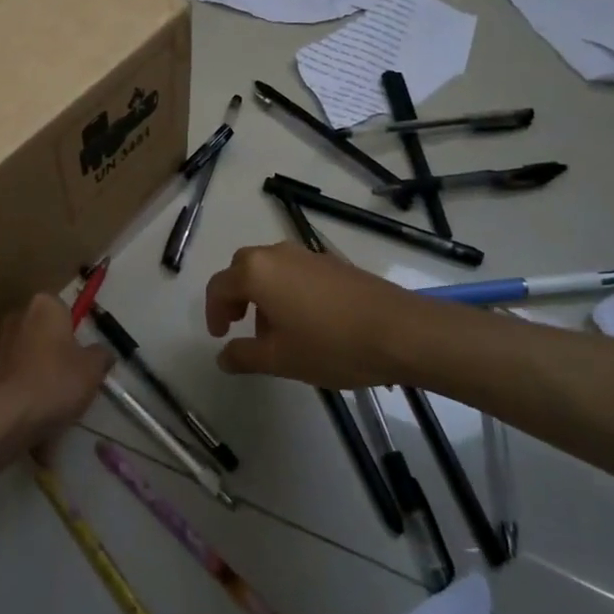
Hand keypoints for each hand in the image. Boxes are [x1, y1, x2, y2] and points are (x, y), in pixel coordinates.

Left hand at [0, 293, 111, 446]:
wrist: (4, 417)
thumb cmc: (55, 381)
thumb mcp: (93, 369)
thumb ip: (102, 355)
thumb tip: (102, 353)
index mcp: (44, 305)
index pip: (66, 312)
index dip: (78, 336)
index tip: (86, 360)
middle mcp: (18, 317)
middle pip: (48, 335)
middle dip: (60, 356)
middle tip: (75, 382)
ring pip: (33, 360)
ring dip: (44, 377)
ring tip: (57, 406)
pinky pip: (18, 380)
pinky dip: (28, 394)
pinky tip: (37, 416)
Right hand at [205, 243, 422, 387]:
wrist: (401, 332)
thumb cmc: (331, 345)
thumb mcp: (280, 359)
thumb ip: (244, 356)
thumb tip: (223, 356)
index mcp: (257, 272)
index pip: (219, 286)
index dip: (213, 313)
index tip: (220, 337)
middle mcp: (278, 254)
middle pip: (243, 268)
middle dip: (235, 296)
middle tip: (239, 325)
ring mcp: (308, 255)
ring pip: (270, 268)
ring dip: (261, 293)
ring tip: (275, 331)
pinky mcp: (333, 263)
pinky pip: (295, 271)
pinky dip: (286, 290)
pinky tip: (306, 322)